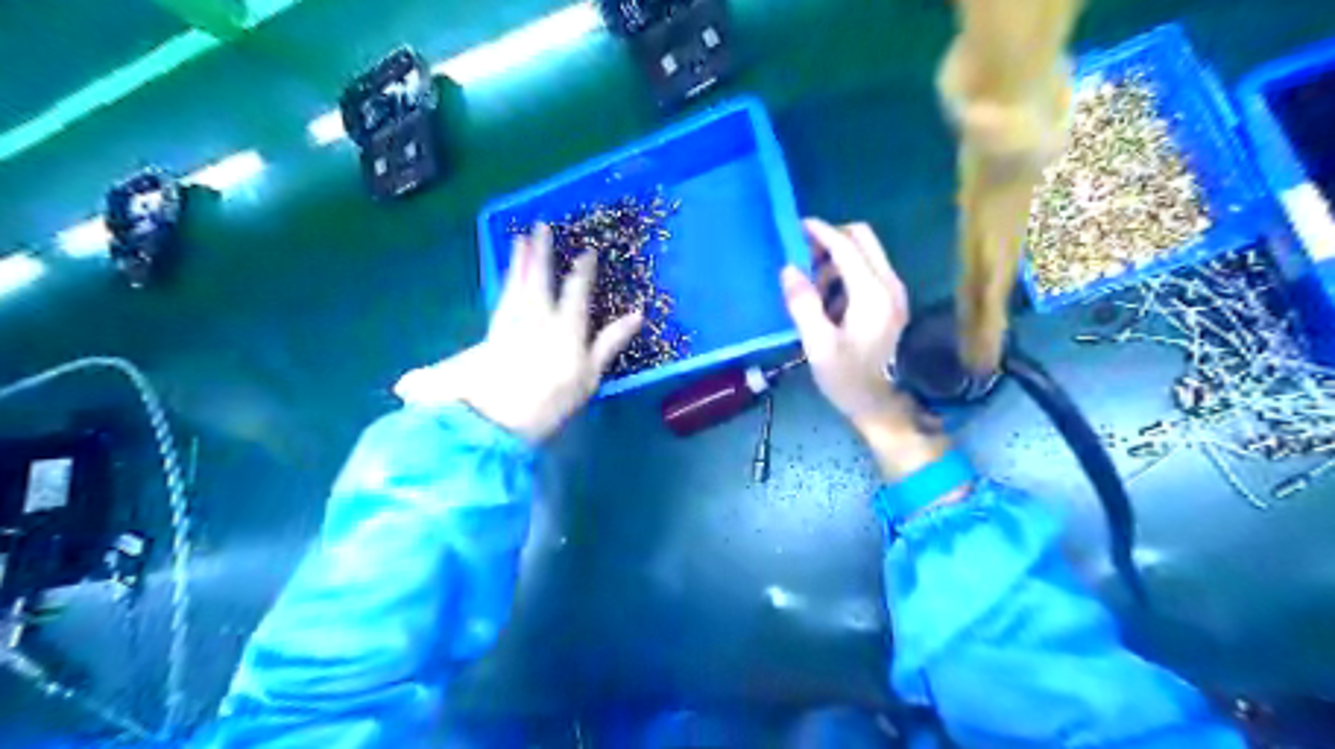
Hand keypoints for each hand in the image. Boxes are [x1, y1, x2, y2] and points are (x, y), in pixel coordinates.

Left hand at [395, 225, 642, 442]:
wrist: (498, 418)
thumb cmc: (552, 400)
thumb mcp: (590, 374)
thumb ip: (611, 341)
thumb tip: (638, 314)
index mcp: (565, 325)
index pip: (576, 289)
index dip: (583, 269)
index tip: (587, 250)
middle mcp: (537, 316)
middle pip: (539, 277)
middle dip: (541, 251)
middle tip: (540, 225)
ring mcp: (512, 322)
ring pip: (516, 283)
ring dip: (519, 260)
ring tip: (519, 240)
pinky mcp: (493, 333)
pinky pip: (501, 298)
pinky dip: (505, 283)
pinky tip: (505, 279)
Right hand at [786, 219, 947, 482]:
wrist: (881, 406)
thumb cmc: (848, 379)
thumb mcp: (818, 346)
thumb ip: (803, 304)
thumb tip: (789, 269)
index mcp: (872, 294)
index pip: (846, 247)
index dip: (820, 232)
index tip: (796, 227)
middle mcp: (889, 285)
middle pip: (863, 239)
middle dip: (831, 240)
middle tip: (802, 257)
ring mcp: (894, 293)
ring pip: (865, 254)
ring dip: (836, 259)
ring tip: (810, 286)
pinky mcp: (891, 302)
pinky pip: (867, 272)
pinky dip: (845, 274)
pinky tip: (826, 301)